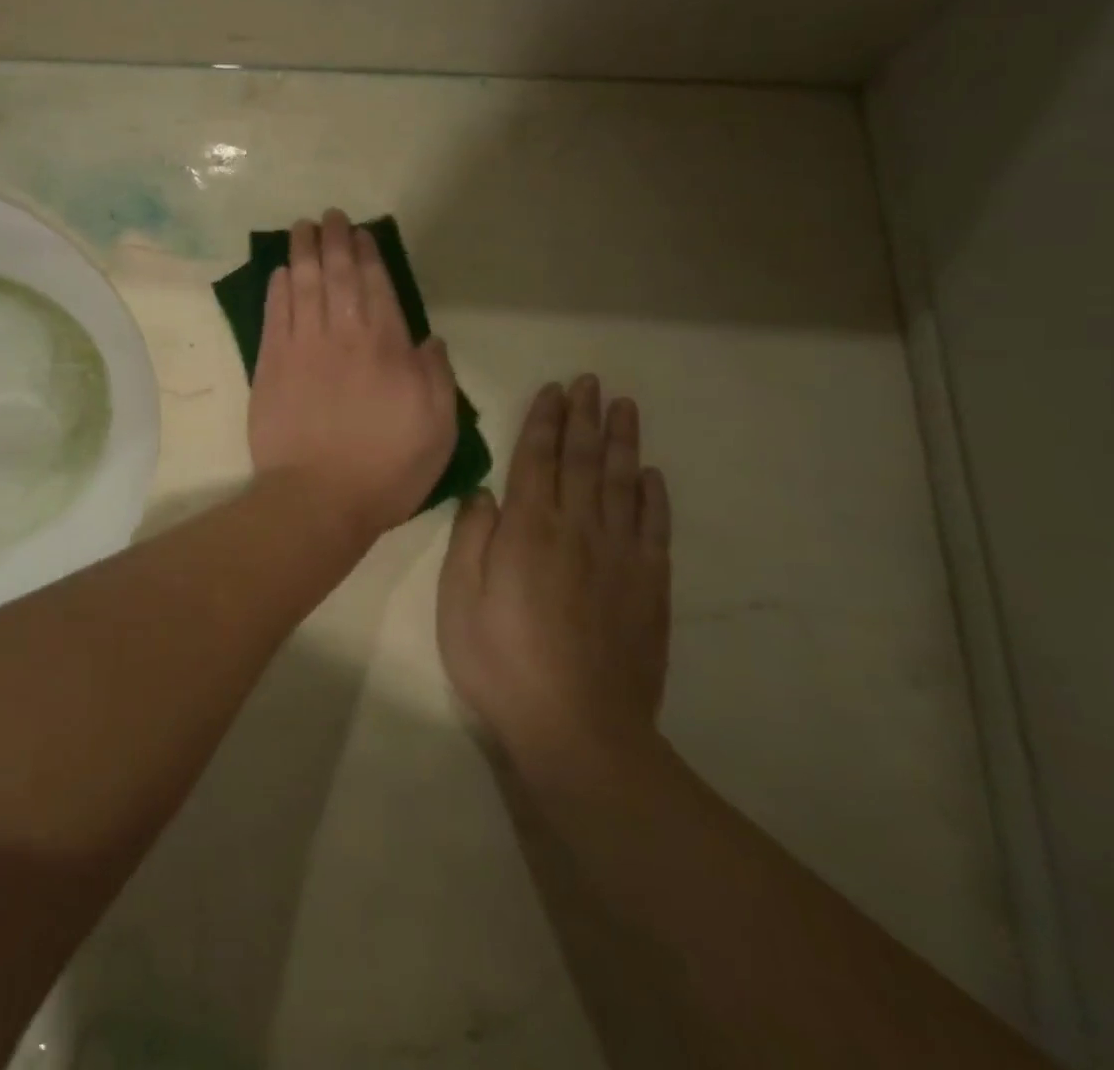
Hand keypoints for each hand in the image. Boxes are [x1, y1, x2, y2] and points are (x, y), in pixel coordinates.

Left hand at [248, 210, 458, 541]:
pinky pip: (275, 316)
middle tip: (328, 216)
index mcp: (387, 348)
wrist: (317, 498)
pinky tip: (280, 272)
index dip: (367, 256)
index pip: (376, 288)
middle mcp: (344, 337)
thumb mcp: (438, 428)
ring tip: (301, 228)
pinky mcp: (270, 366)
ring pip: (303, 287)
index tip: (360, 233)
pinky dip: (278, 290)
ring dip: (303, 253)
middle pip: (337, 277)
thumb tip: (429, 339)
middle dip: (333, 241)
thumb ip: (436, 377)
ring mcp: (302, 348)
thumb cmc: (386, 468)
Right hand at [436, 376, 671, 779]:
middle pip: (582, 462)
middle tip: (591, 382)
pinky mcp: (649, 587)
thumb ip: (472, 540)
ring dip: (622, 443)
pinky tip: (651, 475)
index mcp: (528, 531)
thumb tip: (486, 493)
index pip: (537, 460)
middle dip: (585, 417)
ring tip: (624, 407)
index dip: (545, 422)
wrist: (578, 730)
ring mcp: (620, 557)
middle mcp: (577, 531)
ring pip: (622, 484)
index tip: (554, 389)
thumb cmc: (501, 662)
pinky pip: (655, 528)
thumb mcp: (459, 600)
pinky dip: (654, 497)